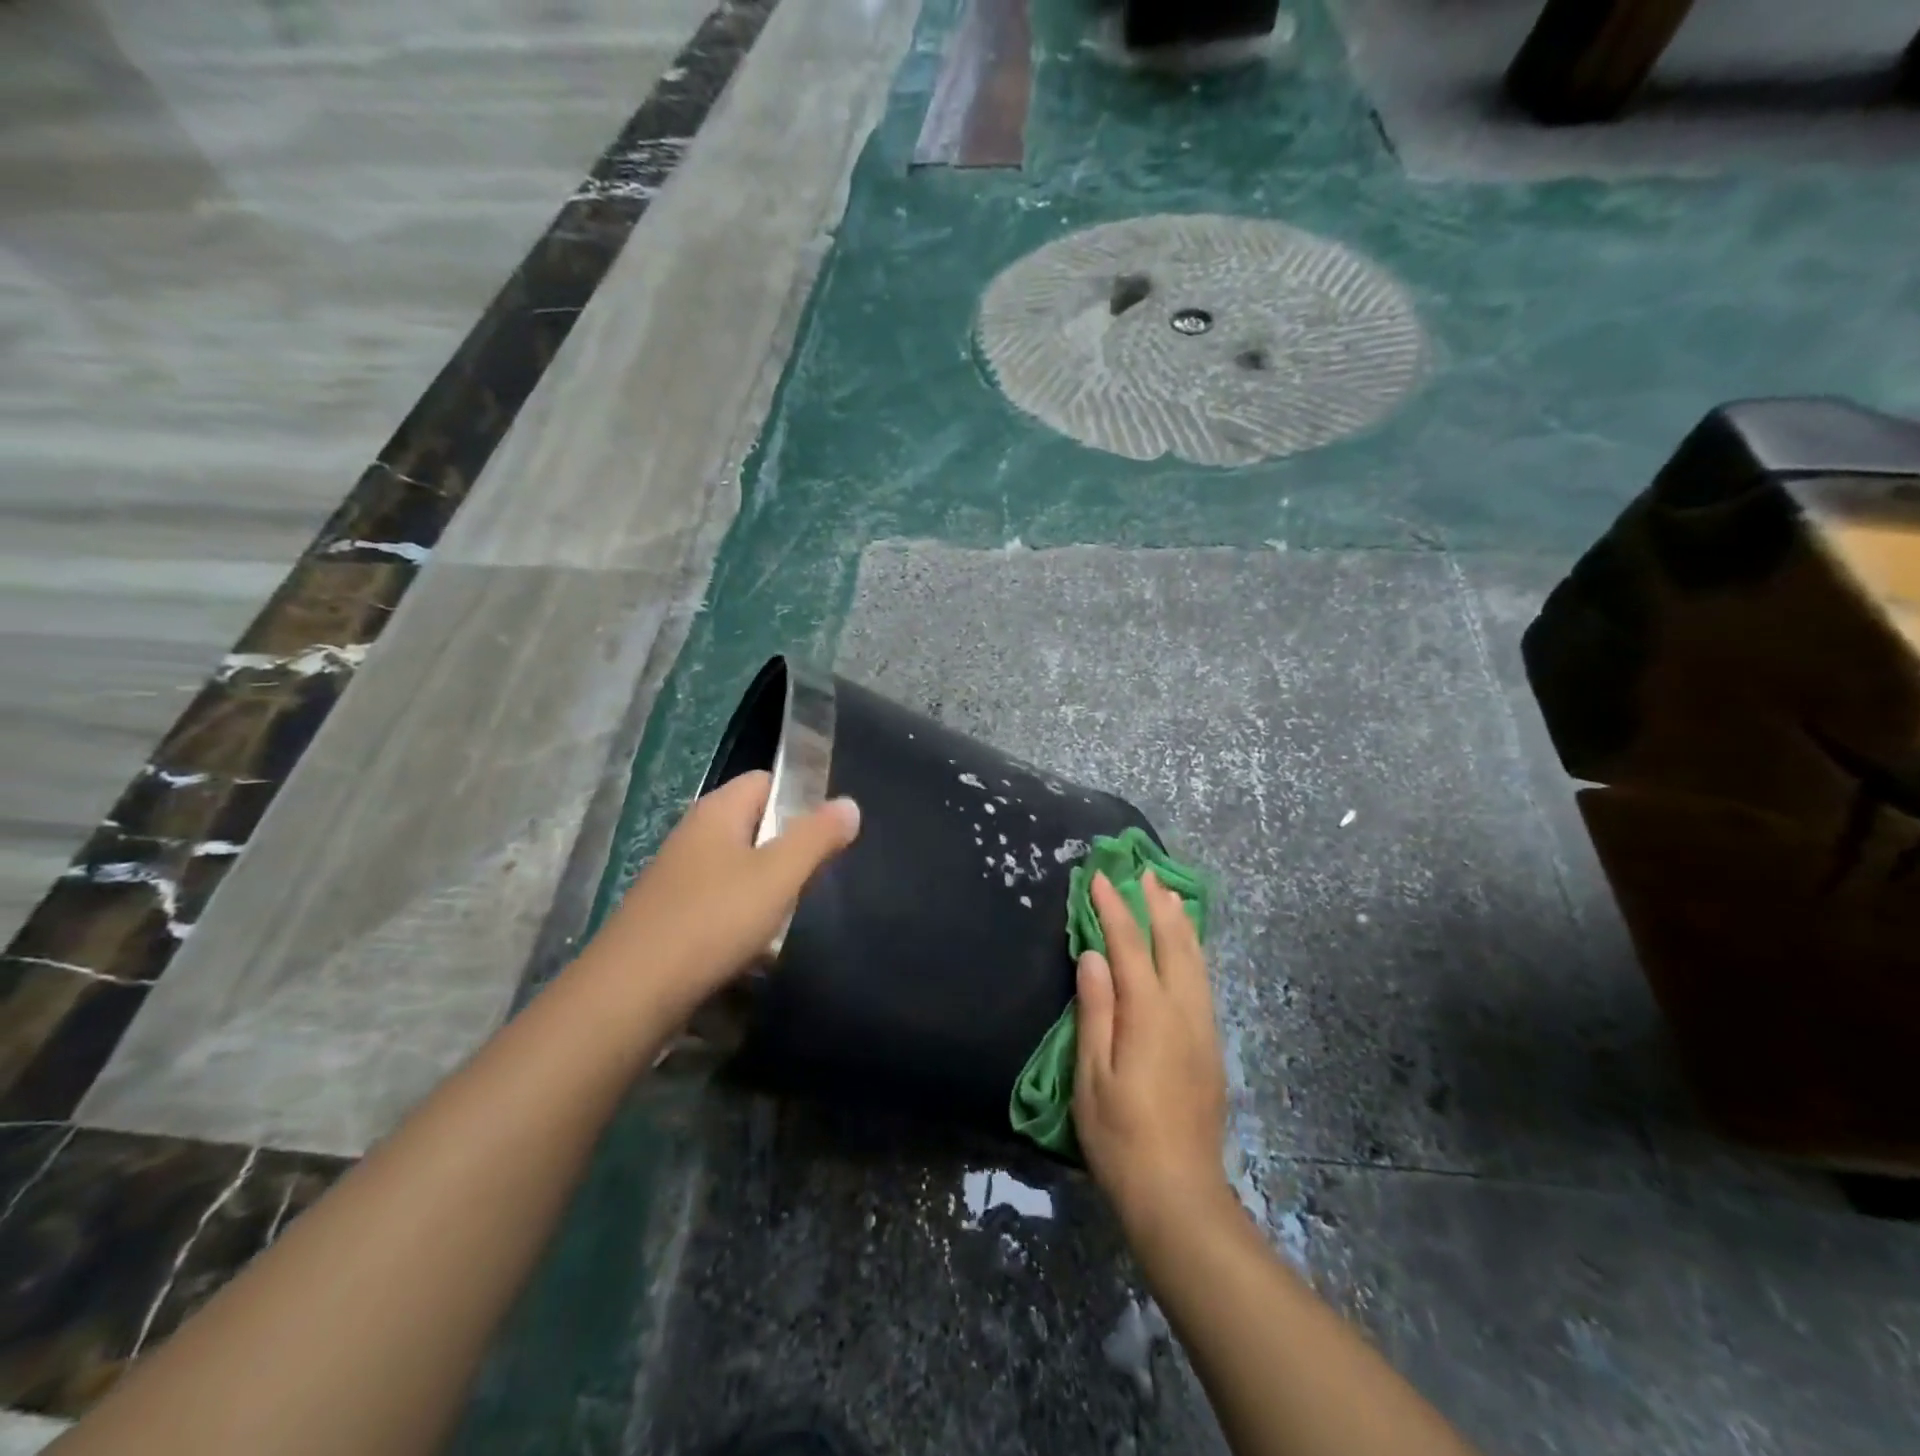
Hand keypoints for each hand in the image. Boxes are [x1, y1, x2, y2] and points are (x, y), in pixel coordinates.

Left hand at [593, 770, 859, 1022]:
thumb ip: (816, 837)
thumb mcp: (778, 875)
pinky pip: (719, 900)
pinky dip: (742, 913)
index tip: (830, 830)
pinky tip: (756, 942)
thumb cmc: (713, 920)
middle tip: (819, 874)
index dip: (801, 797)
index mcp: (717, 811)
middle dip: (788, 846)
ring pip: (738, 866)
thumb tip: (849, 803)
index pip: (766, 781)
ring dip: (767, 885)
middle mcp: (693, 834)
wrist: (631, 993)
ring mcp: (677, 875)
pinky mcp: (670, 914)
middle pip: (754, 824)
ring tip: (793, 911)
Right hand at [1073, 869, 1230, 1229]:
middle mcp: (1183, 1011)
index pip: (1130, 946)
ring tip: (1169, 894)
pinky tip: (1188, 947)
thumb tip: (1093, 956)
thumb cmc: (1121, 1136)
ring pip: (1196, 960)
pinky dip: (1194, 951)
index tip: (1100, 878)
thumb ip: (1095, 1010)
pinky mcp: (1212, 1046)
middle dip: (1156, 905)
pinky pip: (1204, 981)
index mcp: (1149, 1015)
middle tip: (1142, 872)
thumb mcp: (1092, 1075)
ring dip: (1181, 923)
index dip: (1114, 909)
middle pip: (1173, 943)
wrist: (1179, 1193)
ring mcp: (1203, 1028)